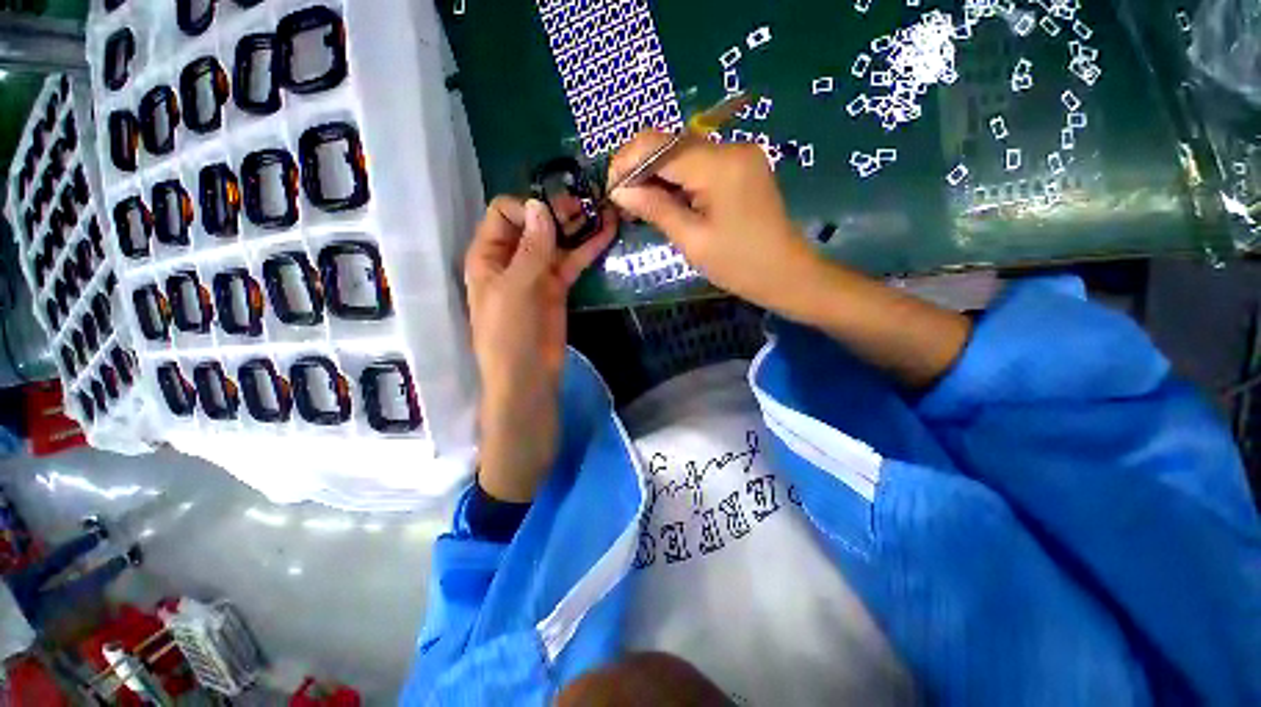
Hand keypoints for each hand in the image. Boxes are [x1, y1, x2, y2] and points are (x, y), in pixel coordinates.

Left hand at [465, 196, 614, 501]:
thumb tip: (541, 207)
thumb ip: (531, 249)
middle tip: (586, 204)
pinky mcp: (558, 288)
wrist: (528, 376)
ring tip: (603, 210)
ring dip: (577, 226)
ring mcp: (537, 274)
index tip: (553, 215)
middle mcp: (511, 260)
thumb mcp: (516, 289)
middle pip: (533, 224)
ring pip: (557, 241)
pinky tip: (607, 232)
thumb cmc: (509, 335)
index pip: (504, 213)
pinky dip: (588, 248)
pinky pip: (572, 261)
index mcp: (488, 256)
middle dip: (557, 211)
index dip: (527, 209)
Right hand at [608, 130, 824, 317]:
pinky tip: (667, 201)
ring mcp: (739, 154)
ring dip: (658, 175)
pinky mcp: (742, 166)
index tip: (612, 191)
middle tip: (625, 203)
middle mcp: (730, 147)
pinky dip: (678, 179)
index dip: (627, 162)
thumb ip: (655, 209)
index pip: (658, 145)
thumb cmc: (739, 265)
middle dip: (641, 169)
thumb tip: (619, 191)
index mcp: (718, 165)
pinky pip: (699, 164)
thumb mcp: (692, 240)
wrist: (786, 273)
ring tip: (641, 206)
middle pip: (670, 144)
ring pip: (682, 153)